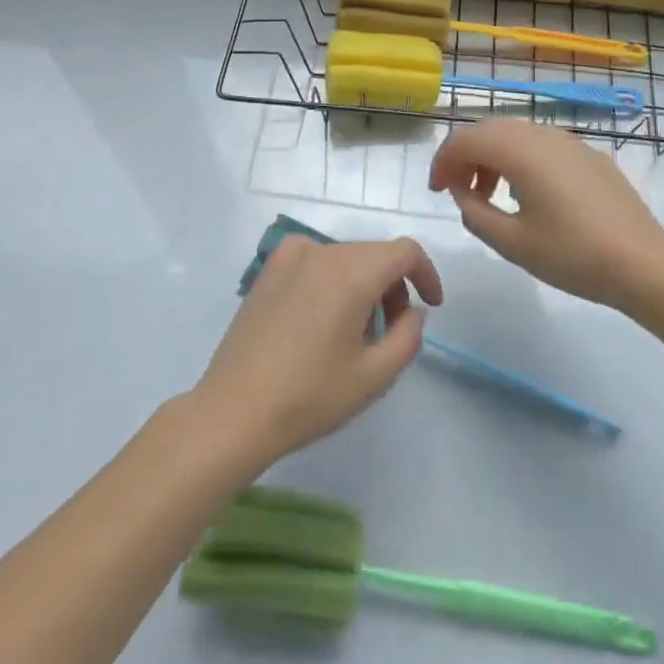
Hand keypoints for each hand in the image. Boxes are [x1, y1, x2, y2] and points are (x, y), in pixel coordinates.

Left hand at [192, 236, 442, 468]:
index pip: (404, 251)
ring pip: (346, 258)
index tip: (430, 306)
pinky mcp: (268, 270)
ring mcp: (289, 256)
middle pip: (374, 254)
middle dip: (393, 286)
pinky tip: (321, 320)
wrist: (233, 412)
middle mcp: (322, 251)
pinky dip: (332, 280)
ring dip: (363, 285)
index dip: (426, 274)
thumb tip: (412, 311)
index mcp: (351, 272)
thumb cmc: (309, 397)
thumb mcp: (375, 376)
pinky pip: (316, 261)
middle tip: (390, 331)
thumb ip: (409, 336)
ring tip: (354, 333)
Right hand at [429, 120, 663, 308]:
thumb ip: (474, 212)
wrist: (642, 261)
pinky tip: (528, 194)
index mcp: (519, 150)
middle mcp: (542, 134)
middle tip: (456, 190)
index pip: (465, 140)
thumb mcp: (511, 242)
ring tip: (489, 195)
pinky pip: (542, 145)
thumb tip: (460, 192)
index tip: (436, 191)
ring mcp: (569, 141)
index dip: (443, 162)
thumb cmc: (571, 254)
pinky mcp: (588, 155)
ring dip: (493, 157)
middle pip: (490, 130)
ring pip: (516, 134)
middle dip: (466, 155)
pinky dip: (520, 159)